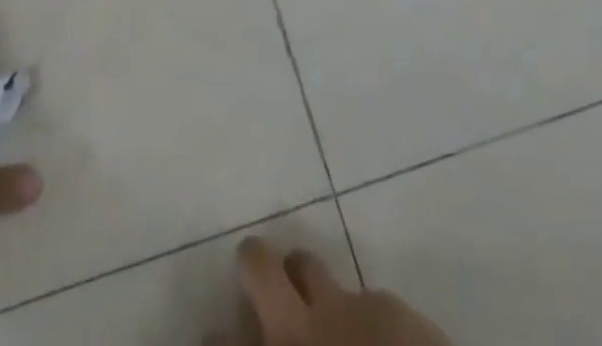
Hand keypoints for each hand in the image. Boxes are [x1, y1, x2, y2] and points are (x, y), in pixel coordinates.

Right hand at [211, 237, 452, 345]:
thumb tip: (268, 341)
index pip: (220, 340)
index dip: (217, 337)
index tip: (218, 336)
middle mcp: (294, 328)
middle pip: (257, 264)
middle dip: (253, 264)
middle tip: (259, 279)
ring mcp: (340, 308)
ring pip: (307, 264)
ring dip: (305, 280)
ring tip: (315, 305)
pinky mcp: (384, 306)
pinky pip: (360, 299)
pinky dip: (359, 317)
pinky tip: (374, 342)